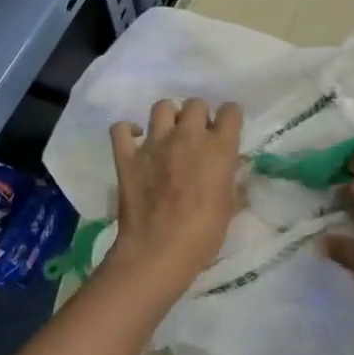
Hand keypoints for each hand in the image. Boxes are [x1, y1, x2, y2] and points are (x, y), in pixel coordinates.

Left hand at [106, 99, 244, 295]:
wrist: (159, 250)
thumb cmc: (203, 234)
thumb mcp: (230, 208)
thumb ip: (232, 182)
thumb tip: (232, 169)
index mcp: (219, 148)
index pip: (231, 111)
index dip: (230, 118)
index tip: (227, 129)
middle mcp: (187, 136)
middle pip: (195, 103)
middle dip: (199, 115)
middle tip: (198, 135)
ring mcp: (154, 143)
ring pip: (162, 107)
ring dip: (168, 117)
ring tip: (169, 133)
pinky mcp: (127, 156)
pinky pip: (121, 128)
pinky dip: (127, 131)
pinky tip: (134, 141)